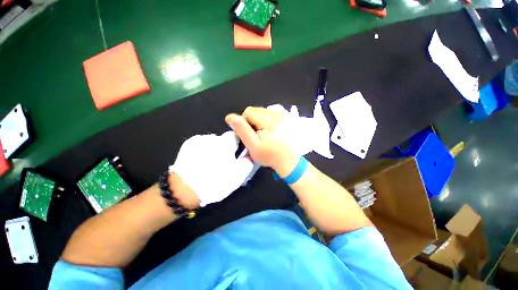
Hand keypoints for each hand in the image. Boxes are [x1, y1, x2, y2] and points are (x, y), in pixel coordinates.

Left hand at [169, 131, 253, 206]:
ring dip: (214, 149)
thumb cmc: (215, 181)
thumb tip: (249, 154)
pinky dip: (203, 150)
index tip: (235, 155)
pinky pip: (201, 144)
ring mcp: (198, 139)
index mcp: (225, 143)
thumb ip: (247, 162)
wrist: (184, 190)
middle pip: (224, 140)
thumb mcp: (238, 175)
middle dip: (225, 149)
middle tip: (222, 163)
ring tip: (209, 163)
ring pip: (212, 142)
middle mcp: (212, 137)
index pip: (236, 136)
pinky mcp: (188, 144)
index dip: (237, 145)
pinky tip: (200, 161)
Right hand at [225, 106, 299, 177]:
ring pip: (264, 111)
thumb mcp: (253, 146)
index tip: (250, 134)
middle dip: (253, 121)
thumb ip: (242, 130)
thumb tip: (230, 117)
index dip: (245, 123)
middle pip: (257, 110)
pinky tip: (272, 129)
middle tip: (257, 135)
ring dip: (261, 120)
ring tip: (265, 133)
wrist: (289, 161)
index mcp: (269, 121)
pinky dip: (269, 119)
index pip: (248, 112)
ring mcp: (285, 114)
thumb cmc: (270, 156)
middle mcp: (278, 114)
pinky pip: (273, 112)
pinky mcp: (288, 117)